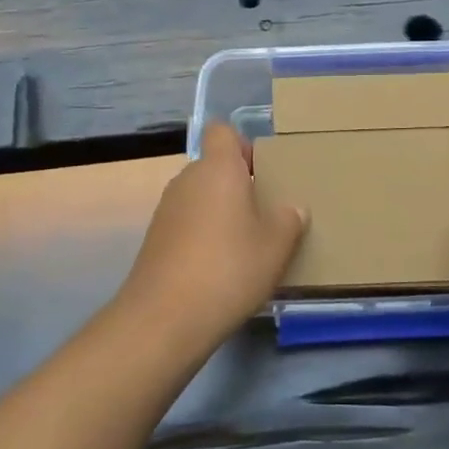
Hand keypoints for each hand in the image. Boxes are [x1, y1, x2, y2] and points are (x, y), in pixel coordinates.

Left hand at [114, 124, 306, 354]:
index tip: (261, 171)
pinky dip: (202, 235)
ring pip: (200, 196)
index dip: (241, 144)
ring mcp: (166, 209)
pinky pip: (186, 223)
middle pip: (213, 166)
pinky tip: (219, 268)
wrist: (165, 317)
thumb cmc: (229, 268)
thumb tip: (293, 209)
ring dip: (219, 212)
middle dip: (237, 184)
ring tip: (244, 245)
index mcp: (218, 168)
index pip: (222, 131)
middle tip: (264, 213)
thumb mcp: (276, 246)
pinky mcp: (155, 238)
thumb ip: (289, 220)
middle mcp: (188, 179)